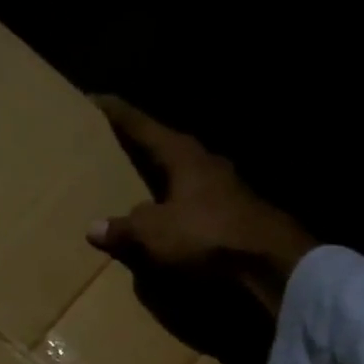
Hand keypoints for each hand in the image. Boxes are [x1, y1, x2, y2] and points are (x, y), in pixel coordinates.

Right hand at [90, 96, 315, 314]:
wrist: (269, 263)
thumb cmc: (206, 235)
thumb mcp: (155, 233)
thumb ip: (124, 228)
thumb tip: (94, 228)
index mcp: (183, 155)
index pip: (142, 126)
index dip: (117, 114)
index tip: (94, 100)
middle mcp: (205, 164)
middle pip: (165, 149)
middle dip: (140, 149)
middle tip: (112, 147)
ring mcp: (225, 190)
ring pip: (183, 179)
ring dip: (160, 184)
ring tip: (135, 190)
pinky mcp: (236, 217)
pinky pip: (194, 208)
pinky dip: (176, 212)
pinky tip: (166, 224)